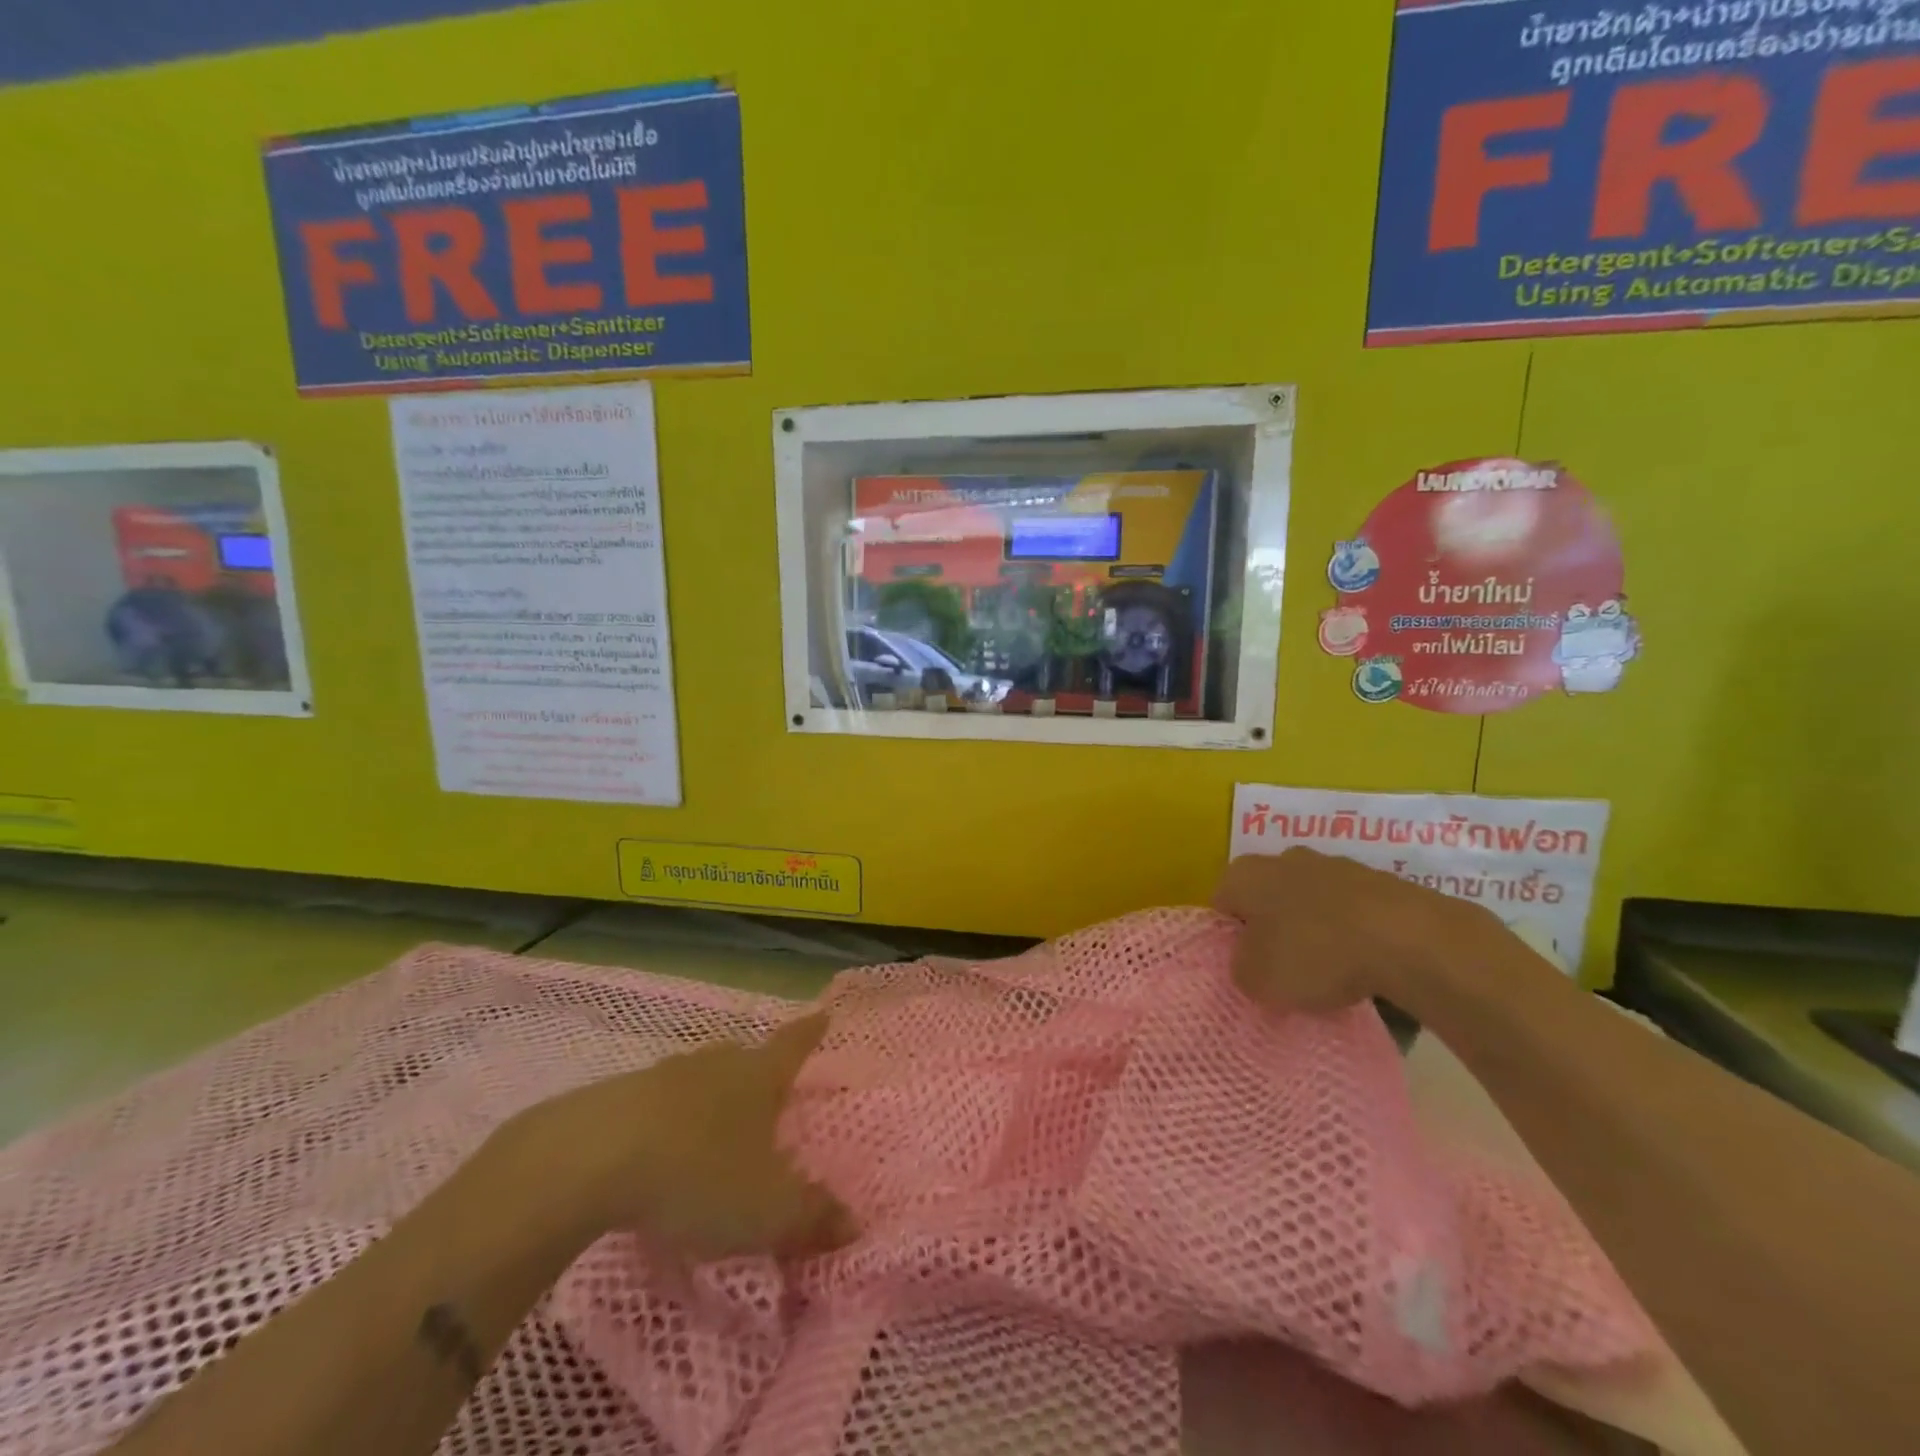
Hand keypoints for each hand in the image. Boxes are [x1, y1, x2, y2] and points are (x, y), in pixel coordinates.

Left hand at [495, 1012, 852, 1264]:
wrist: (590, 1160)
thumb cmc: (698, 1174)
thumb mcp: (766, 1210)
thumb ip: (812, 1216)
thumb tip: (855, 1223)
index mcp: (758, 1078)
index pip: (793, 1046)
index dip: (811, 1032)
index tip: (822, 1013)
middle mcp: (715, 1065)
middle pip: (744, 1058)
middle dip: (757, 1071)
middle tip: (765, 1088)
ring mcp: (663, 1077)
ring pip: (698, 1078)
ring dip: (709, 1096)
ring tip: (712, 1123)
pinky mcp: (616, 1099)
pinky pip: (655, 1103)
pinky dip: (665, 1120)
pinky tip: (657, 1150)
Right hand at [1213, 847, 1505, 1012]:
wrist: (1408, 939)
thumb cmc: (1314, 954)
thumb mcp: (1257, 980)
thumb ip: (1241, 969)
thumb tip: (1250, 963)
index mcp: (1244, 874)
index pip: (1221, 903)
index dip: (1229, 937)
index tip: (1246, 966)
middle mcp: (1283, 859)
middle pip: (1267, 897)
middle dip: (1272, 929)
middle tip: (1283, 969)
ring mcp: (1335, 865)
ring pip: (1312, 902)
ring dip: (1315, 930)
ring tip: (1331, 974)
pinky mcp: (1379, 881)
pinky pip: (1352, 912)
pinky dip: (1353, 935)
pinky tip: (1366, 966)